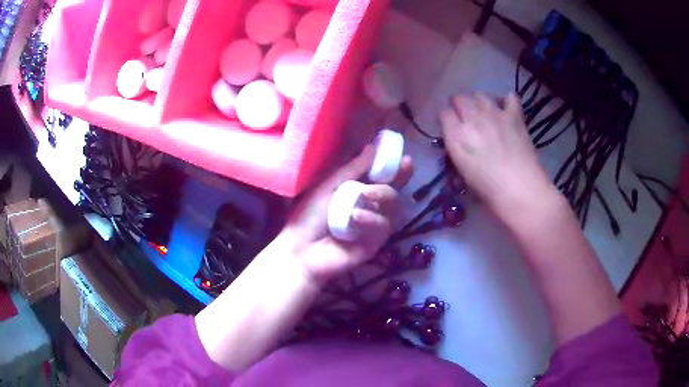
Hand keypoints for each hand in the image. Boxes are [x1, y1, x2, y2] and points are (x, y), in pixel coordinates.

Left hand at [279, 145, 413, 285]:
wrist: (301, 249)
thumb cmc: (309, 216)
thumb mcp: (329, 186)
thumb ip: (353, 169)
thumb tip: (372, 147)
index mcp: (357, 191)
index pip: (381, 176)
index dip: (394, 165)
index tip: (404, 154)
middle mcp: (369, 206)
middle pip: (393, 188)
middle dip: (399, 176)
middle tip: (404, 166)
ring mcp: (374, 224)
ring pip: (392, 204)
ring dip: (381, 195)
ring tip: (365, 194)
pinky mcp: (375, 242)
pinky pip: (382, 225)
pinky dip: (370, 219)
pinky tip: (355, 219)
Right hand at [440, 92, 552, 216]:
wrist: (520, 190)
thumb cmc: (488, 189)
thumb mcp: (462, 171)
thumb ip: (456, 149)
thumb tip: (457, 139)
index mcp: (456, 135)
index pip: (443, 113)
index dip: (446, 119)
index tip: (451, 127)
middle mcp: (472, 118)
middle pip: (459, 98)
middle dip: (459, 106)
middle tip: (466, 119)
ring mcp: (495, 114)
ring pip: (480, 94)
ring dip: (478, 101)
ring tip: (484, 113)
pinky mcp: (514, 115)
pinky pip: (509, 97)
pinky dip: (506, 101)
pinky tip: (506, 110)